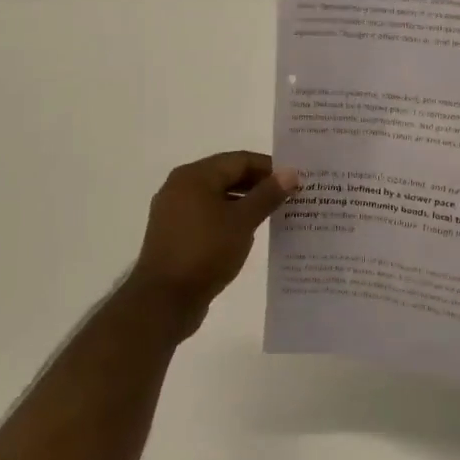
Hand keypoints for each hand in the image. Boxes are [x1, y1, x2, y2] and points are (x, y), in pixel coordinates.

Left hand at [128, 151, 298, 329]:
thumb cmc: (205, 252)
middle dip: (258, 185)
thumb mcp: (242, 222)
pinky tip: (249, 232)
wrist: (164, 300)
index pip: (239, 160)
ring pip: (217, 197)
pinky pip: (207, 216)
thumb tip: (290, 172)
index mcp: (194, 176)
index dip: (269, 167)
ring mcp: (174, 211)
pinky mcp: (175, 234)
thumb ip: (267, 195)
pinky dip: (229, 218)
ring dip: (245, 203)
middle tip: (290, 196)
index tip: (295, 179)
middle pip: (226, 175)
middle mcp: (180, 187)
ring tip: (276, 214)